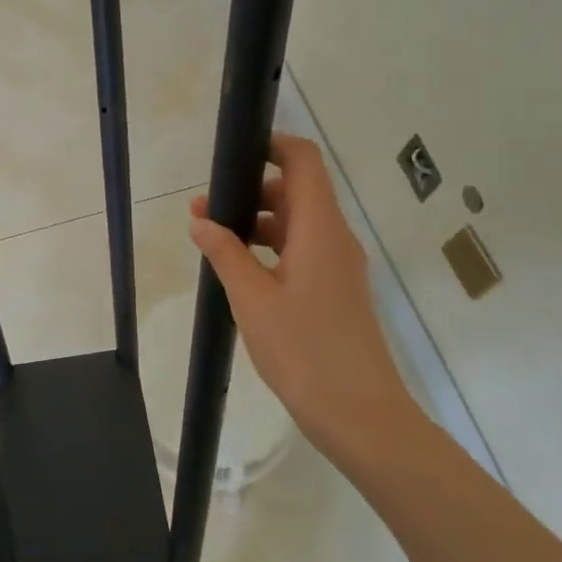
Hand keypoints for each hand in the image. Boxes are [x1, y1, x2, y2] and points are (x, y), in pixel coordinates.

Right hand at [188, 134, 421, 462]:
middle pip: (297, 190)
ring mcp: (339, 265)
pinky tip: (240, 271)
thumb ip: (225, 253)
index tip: (234, 154)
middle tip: (204, 210)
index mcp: (320, 229)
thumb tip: (201, 219)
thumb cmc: (304, 351)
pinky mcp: (336, 290)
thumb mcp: (252, 299)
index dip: (272, 146)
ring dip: (258, 223)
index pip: (304, 161)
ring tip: (213, 242)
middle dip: (251, 191)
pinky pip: (302, 251)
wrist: (360, 416)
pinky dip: (271, 248)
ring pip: (297, 223)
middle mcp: (335, 238)